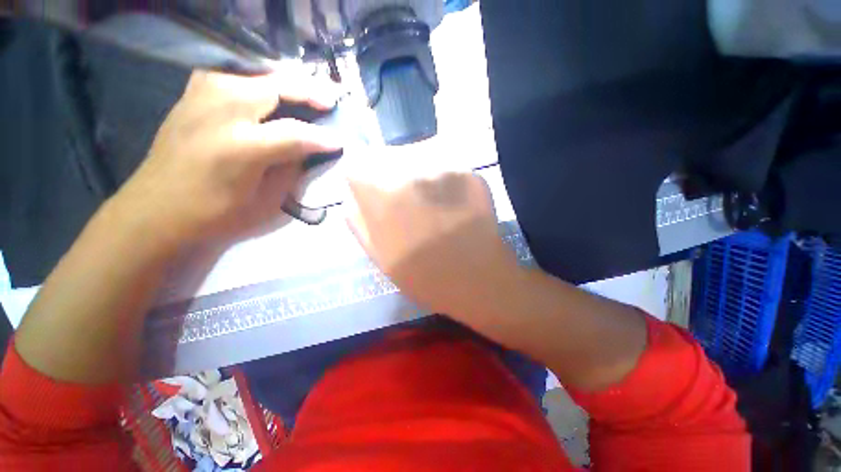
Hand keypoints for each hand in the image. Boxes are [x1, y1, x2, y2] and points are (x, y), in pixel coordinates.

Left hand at [110, 68, 341, 247]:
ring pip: (256, 73)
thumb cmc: (218, 213)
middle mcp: (222, 111)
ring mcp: (203, 96)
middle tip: (331, 102)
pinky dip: (258, 79)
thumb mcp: (267, 200)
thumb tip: (309, 146)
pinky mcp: (192, 93)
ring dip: (286, 82)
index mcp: (243, 147)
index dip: (323, 138)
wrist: (158, 209)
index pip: (297, 133)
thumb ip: (291, 167)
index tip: (340, 141)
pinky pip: (234, 75)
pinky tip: (270, 91)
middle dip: (310, 93)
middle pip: (277, 87)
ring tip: (306, 94)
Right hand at [345, 147, 523, 320]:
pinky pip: (446, 167)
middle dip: (393, 175)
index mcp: (377, 187)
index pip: (359, 161)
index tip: (378, 194)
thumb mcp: (375, 251)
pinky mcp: (469, 169)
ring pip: (420, 157)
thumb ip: (357, 216)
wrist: (474, 279)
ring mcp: (443, 163)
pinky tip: (454, 205)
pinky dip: (446, 181)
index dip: (367, 178)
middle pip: (390, 154)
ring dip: (420, 175)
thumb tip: (354, 192)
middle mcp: (409, 164)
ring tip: (433, 206)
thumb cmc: (421, 273)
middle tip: (409, 204)